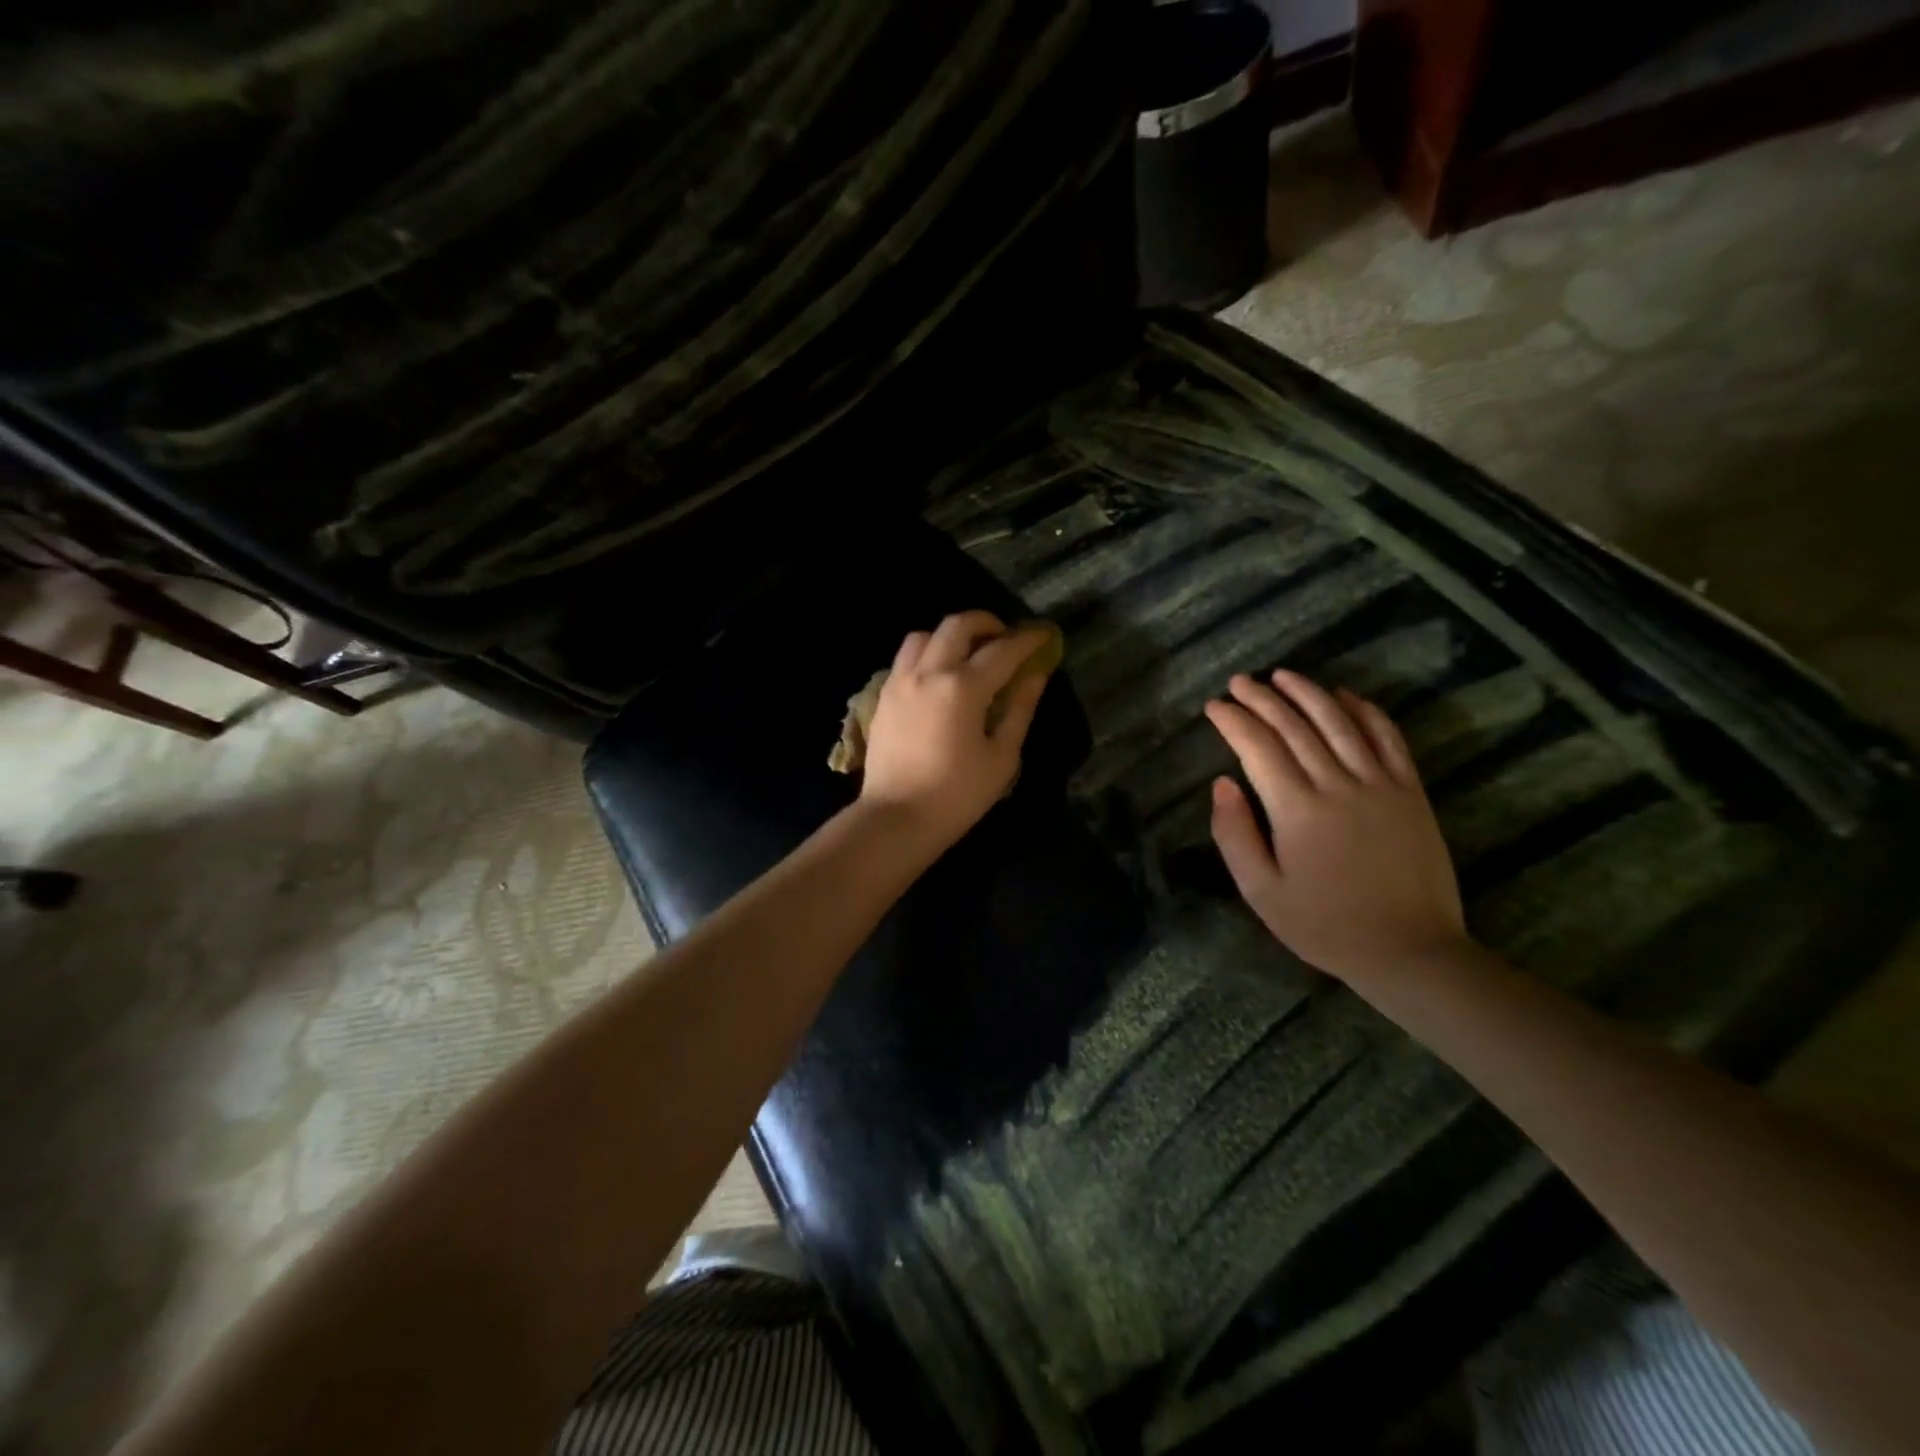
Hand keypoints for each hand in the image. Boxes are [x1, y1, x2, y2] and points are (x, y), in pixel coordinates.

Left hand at [859, 611, 1052, 850]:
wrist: (896, 819)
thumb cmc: (957, 795)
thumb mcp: (1002, 757)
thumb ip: (1020, 709)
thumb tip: (1036, 674)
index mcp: (963, 688)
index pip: (1002, 650)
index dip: (1027, 640)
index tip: (1043, 635)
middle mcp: (928, 673)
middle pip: (958, 626)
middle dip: (986, 623)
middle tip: (1005, 637)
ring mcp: (900, 681)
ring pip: (924, 635)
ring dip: (951, 636)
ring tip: (967, 654)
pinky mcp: (883, 696)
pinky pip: (906, 658)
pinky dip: (927, 654)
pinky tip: (939, 676)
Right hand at [1204, 670, 1468, 986]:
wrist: (1409, 950)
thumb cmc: (1324, 925)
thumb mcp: (1261, 891)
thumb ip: (1235, 835)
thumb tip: (1221, 784)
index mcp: (1296, 809)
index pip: (1258, 748)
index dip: (1233, 721)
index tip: (1214, 706)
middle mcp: (1337, 784)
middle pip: (1294, 727)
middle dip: (1262, 699)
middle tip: (1240, 682)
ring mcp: (1379, 784)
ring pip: (1339, 722)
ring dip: (1308, 693)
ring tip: (1283, 675)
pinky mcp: (1410, 792)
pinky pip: (1387, 738)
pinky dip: (1365, 711)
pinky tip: (1346, 696)